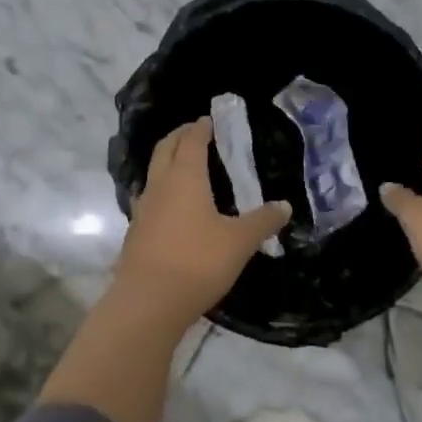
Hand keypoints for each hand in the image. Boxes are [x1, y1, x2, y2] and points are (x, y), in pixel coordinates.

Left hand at [113, 117, 290, 324]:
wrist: (149, 301)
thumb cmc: (198, 261)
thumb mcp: (240, 241)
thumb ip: (263, 221)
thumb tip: (285, 206)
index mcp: (185, 177)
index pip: (190, 141)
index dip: (200, 128)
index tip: (208, 120)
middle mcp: (160, 186)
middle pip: (164, 150)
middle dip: (178, 136)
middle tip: (193, 132)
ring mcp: (143, 209)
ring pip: (153, 173)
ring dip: (166, 162)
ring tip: (183, 165)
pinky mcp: (136, 232)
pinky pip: (149, 198)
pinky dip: (162, 190)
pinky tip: (172, 206)